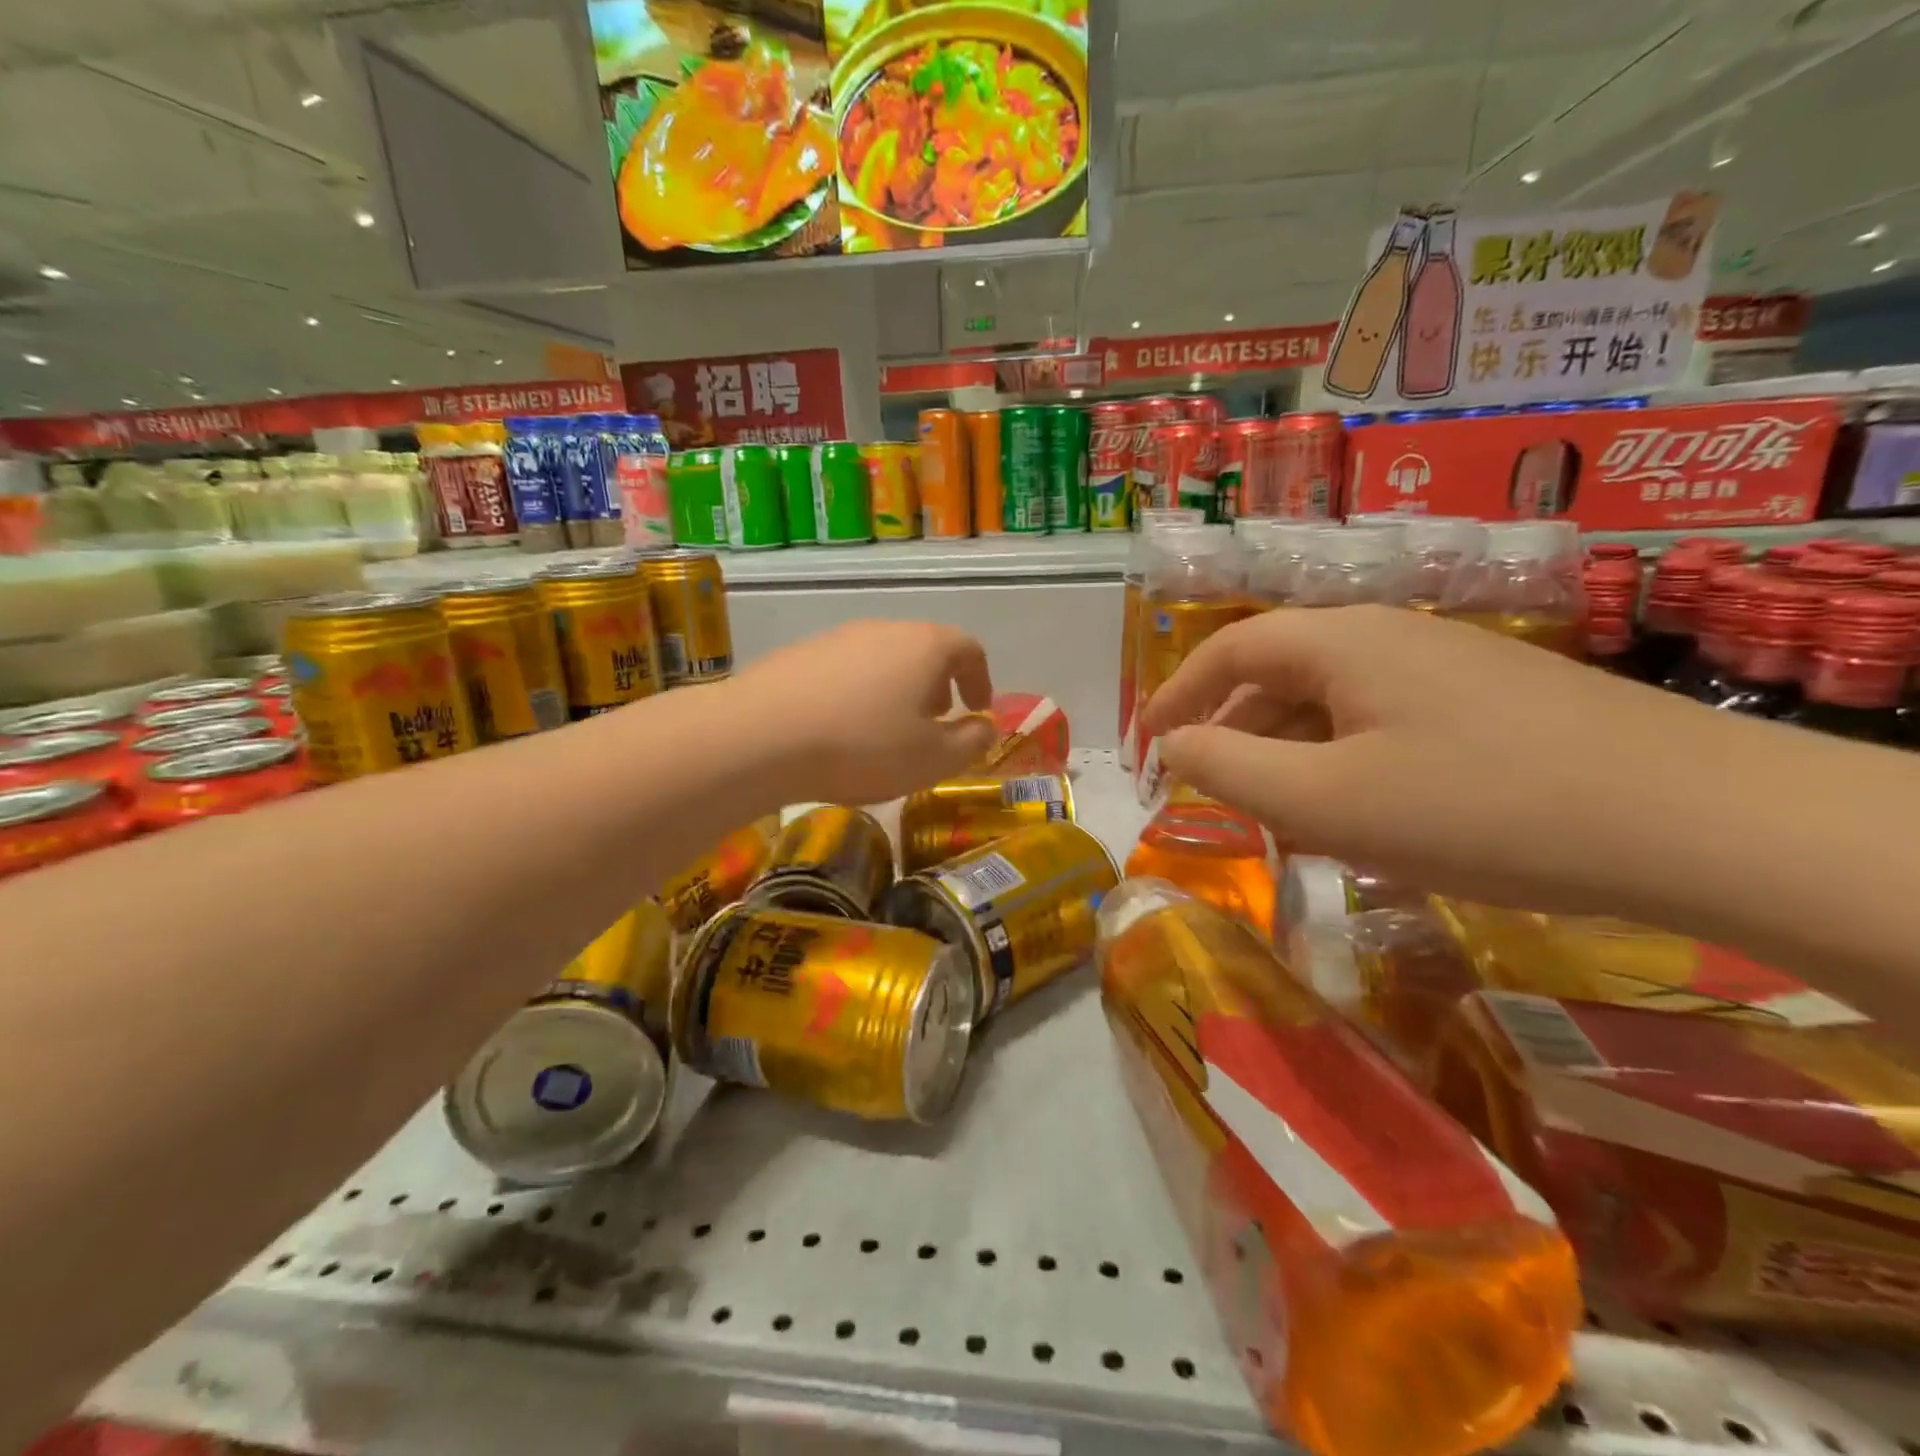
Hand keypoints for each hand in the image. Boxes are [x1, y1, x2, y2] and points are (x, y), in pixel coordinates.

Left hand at [726, 619, 997, 804]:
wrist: (761, 736)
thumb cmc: (863, 747)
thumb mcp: (933, 759)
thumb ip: (971, 742)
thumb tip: (985, 727)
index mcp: (925, 646)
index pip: (969, 649)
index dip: (980, 680)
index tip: (976, 710)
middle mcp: (884, 629)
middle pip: (924, 649)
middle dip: (938, 684)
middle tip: (935, 720)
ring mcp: (838, 637)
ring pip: (883, 658)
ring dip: (897, 688)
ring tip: (888, 728)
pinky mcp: (800, 653)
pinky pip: (845, 670)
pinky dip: (858, 692)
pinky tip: (841, 727)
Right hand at [1141, 605, 1746, 915]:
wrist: (1698, 823)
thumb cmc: (1475, 808)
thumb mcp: (1323, 800)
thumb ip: (1227, 767)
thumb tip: (1173, 747)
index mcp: (1340, 642)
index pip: (1229, 650)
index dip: (1177, 694)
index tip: (1147, 742)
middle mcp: (1390, 635)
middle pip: (1280, 673)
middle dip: (1232, 731)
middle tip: (1207, 790)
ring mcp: (1449, 664)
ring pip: (1335, 702)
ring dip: (1290, 752)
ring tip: (1277, 814)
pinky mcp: (1493, 700)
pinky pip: (1385, 721)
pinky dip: (1345, 761)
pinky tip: (1360, 813)